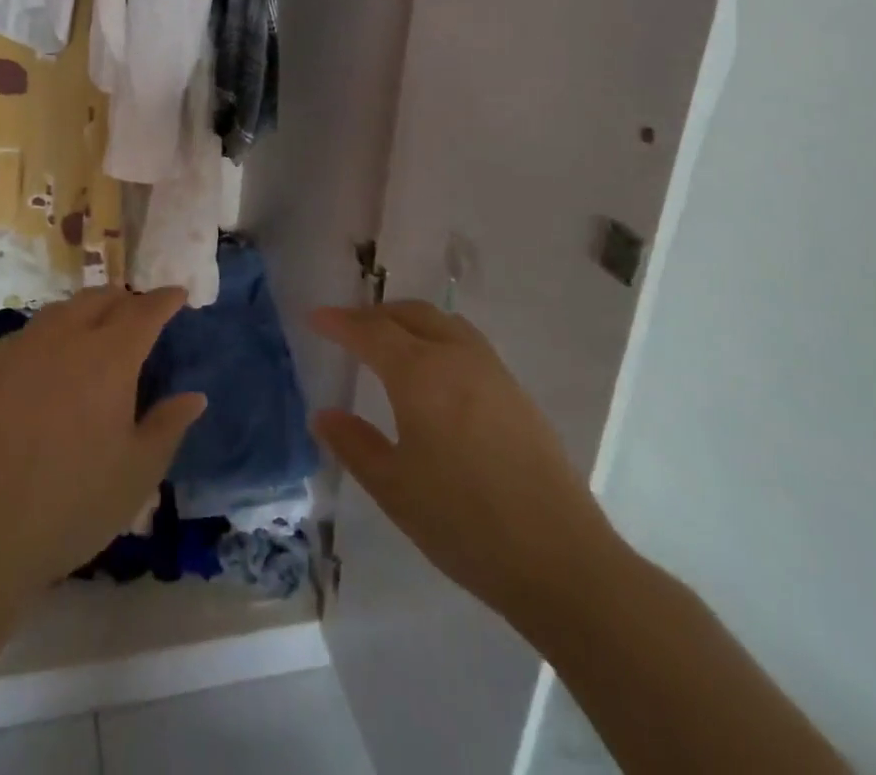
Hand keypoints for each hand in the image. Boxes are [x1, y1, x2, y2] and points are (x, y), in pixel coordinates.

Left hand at [0, 286, 206, 599]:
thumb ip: (168, 426)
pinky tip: (50, 356)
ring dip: (87, 310)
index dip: (165, 299)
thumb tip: (194, 396)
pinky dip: (52, 331)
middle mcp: (67, 337)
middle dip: (126, 299)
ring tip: (96, 329)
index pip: (145, 311)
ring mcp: (24, 347)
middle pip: (101, 298)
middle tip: (139, 315)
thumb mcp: (138, 472)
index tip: (178, 294)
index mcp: (110, 357)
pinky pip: (30, 331)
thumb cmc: (74, 503)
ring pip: (63, 309)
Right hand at [309, 301, 620, 630]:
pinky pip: (467, 342)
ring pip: (443, 323)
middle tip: (348, 329)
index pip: (370, 331)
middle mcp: (456, 357)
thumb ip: (354, 445)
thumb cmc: (464, 523)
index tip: (315, 318)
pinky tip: (435, 372)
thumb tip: (323, 415)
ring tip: (390, 343)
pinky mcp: (516, 393)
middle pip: (409, 314)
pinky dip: (438, 338)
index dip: (339, 322)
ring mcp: (492, 371)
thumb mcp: (394, 489)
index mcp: (420, 374)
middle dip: (374, 314)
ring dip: (409, 321)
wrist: (560, 561)